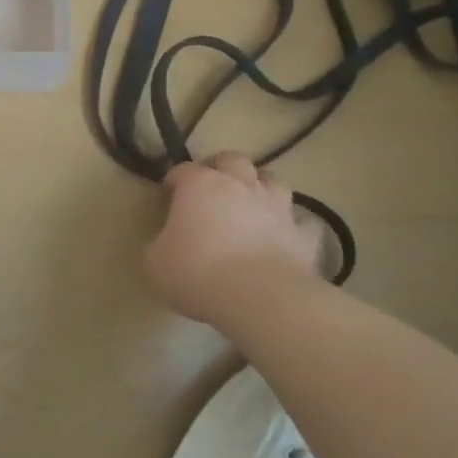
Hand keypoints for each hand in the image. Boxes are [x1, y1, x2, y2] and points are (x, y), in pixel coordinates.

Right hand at [145, 153, 328, 321]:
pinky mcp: (302, 235)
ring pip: (273, 181)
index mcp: (200, 185)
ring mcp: (277, 207)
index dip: (174, 181)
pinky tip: (286, 238)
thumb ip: (157, 245)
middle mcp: (240, 185)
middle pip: (233, 160)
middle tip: (212, 188)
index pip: (183, 170)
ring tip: (251, 205)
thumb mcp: (154, 263)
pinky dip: (293, 227)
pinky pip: (302, 223)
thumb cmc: (197, 273)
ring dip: (261, 188)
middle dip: (222, 168)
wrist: (259, 297)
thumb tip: (163, 243)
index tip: (167, 196)